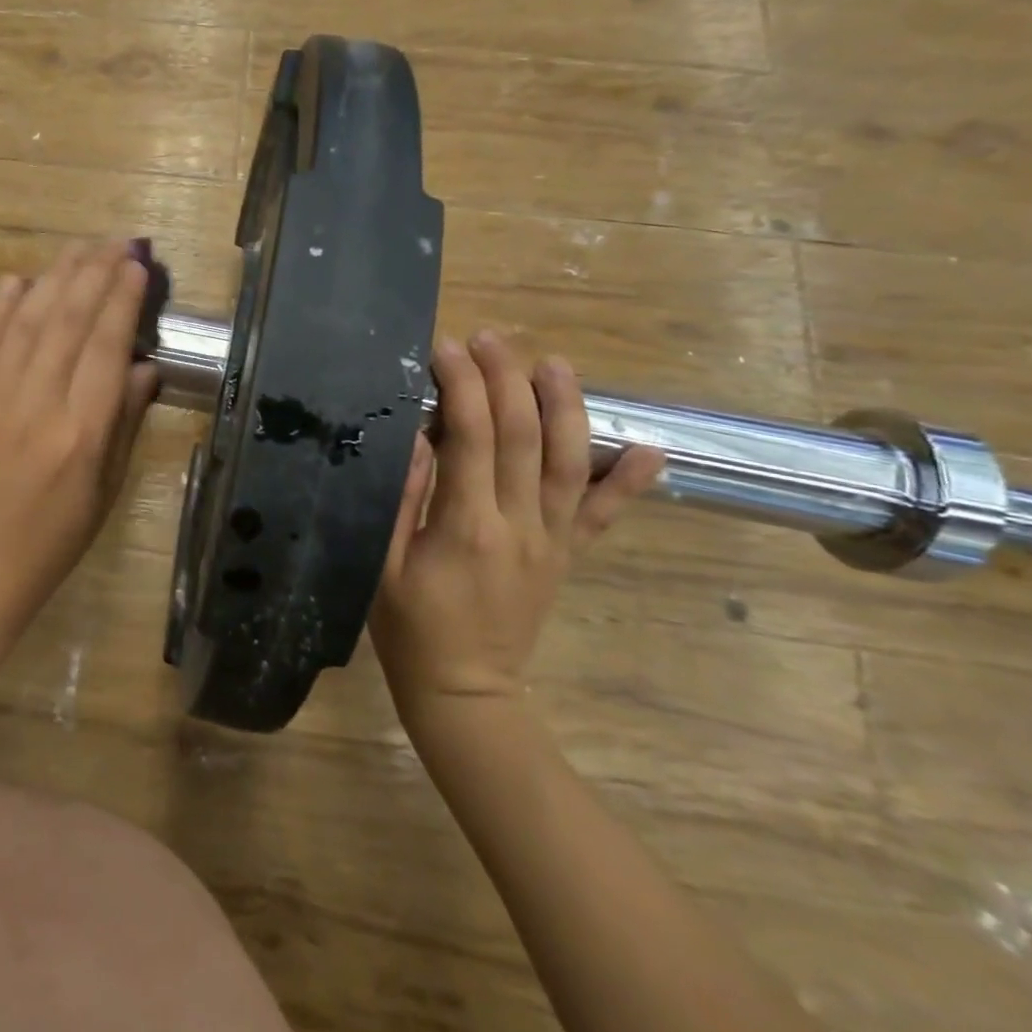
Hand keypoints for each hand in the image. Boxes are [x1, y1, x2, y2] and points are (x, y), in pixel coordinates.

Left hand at [0, 240, 159, 631]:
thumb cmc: (54, 537)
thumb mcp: (106, 488)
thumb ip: (124, 421)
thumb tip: (141, 363)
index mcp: (81, 433)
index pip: (106, 346)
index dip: (122, 299)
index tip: (136, 265)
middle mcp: (36, 406)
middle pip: (68, 321)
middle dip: (94, 273)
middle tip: (115, 242)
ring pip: (27, 322)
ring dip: (54, 278)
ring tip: (78, 248)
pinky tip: (18, 280)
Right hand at [371, 331, 662, 710]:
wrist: (464, 693)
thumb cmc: (408, 628)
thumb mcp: (382, 563)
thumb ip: (401, 498)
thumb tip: (415, 435)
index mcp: (467, 526)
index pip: (470, 437)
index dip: (459, 385)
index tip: (444, 348)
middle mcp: (520, 525)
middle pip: (522, 436)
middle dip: (505, 378)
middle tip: (488, 338)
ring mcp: (552, 541)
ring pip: (569, 463)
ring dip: (564, 408)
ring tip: (553, 363)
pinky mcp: (566, 556)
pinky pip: (604, 516)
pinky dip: (631, 482)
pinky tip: (649, 449)